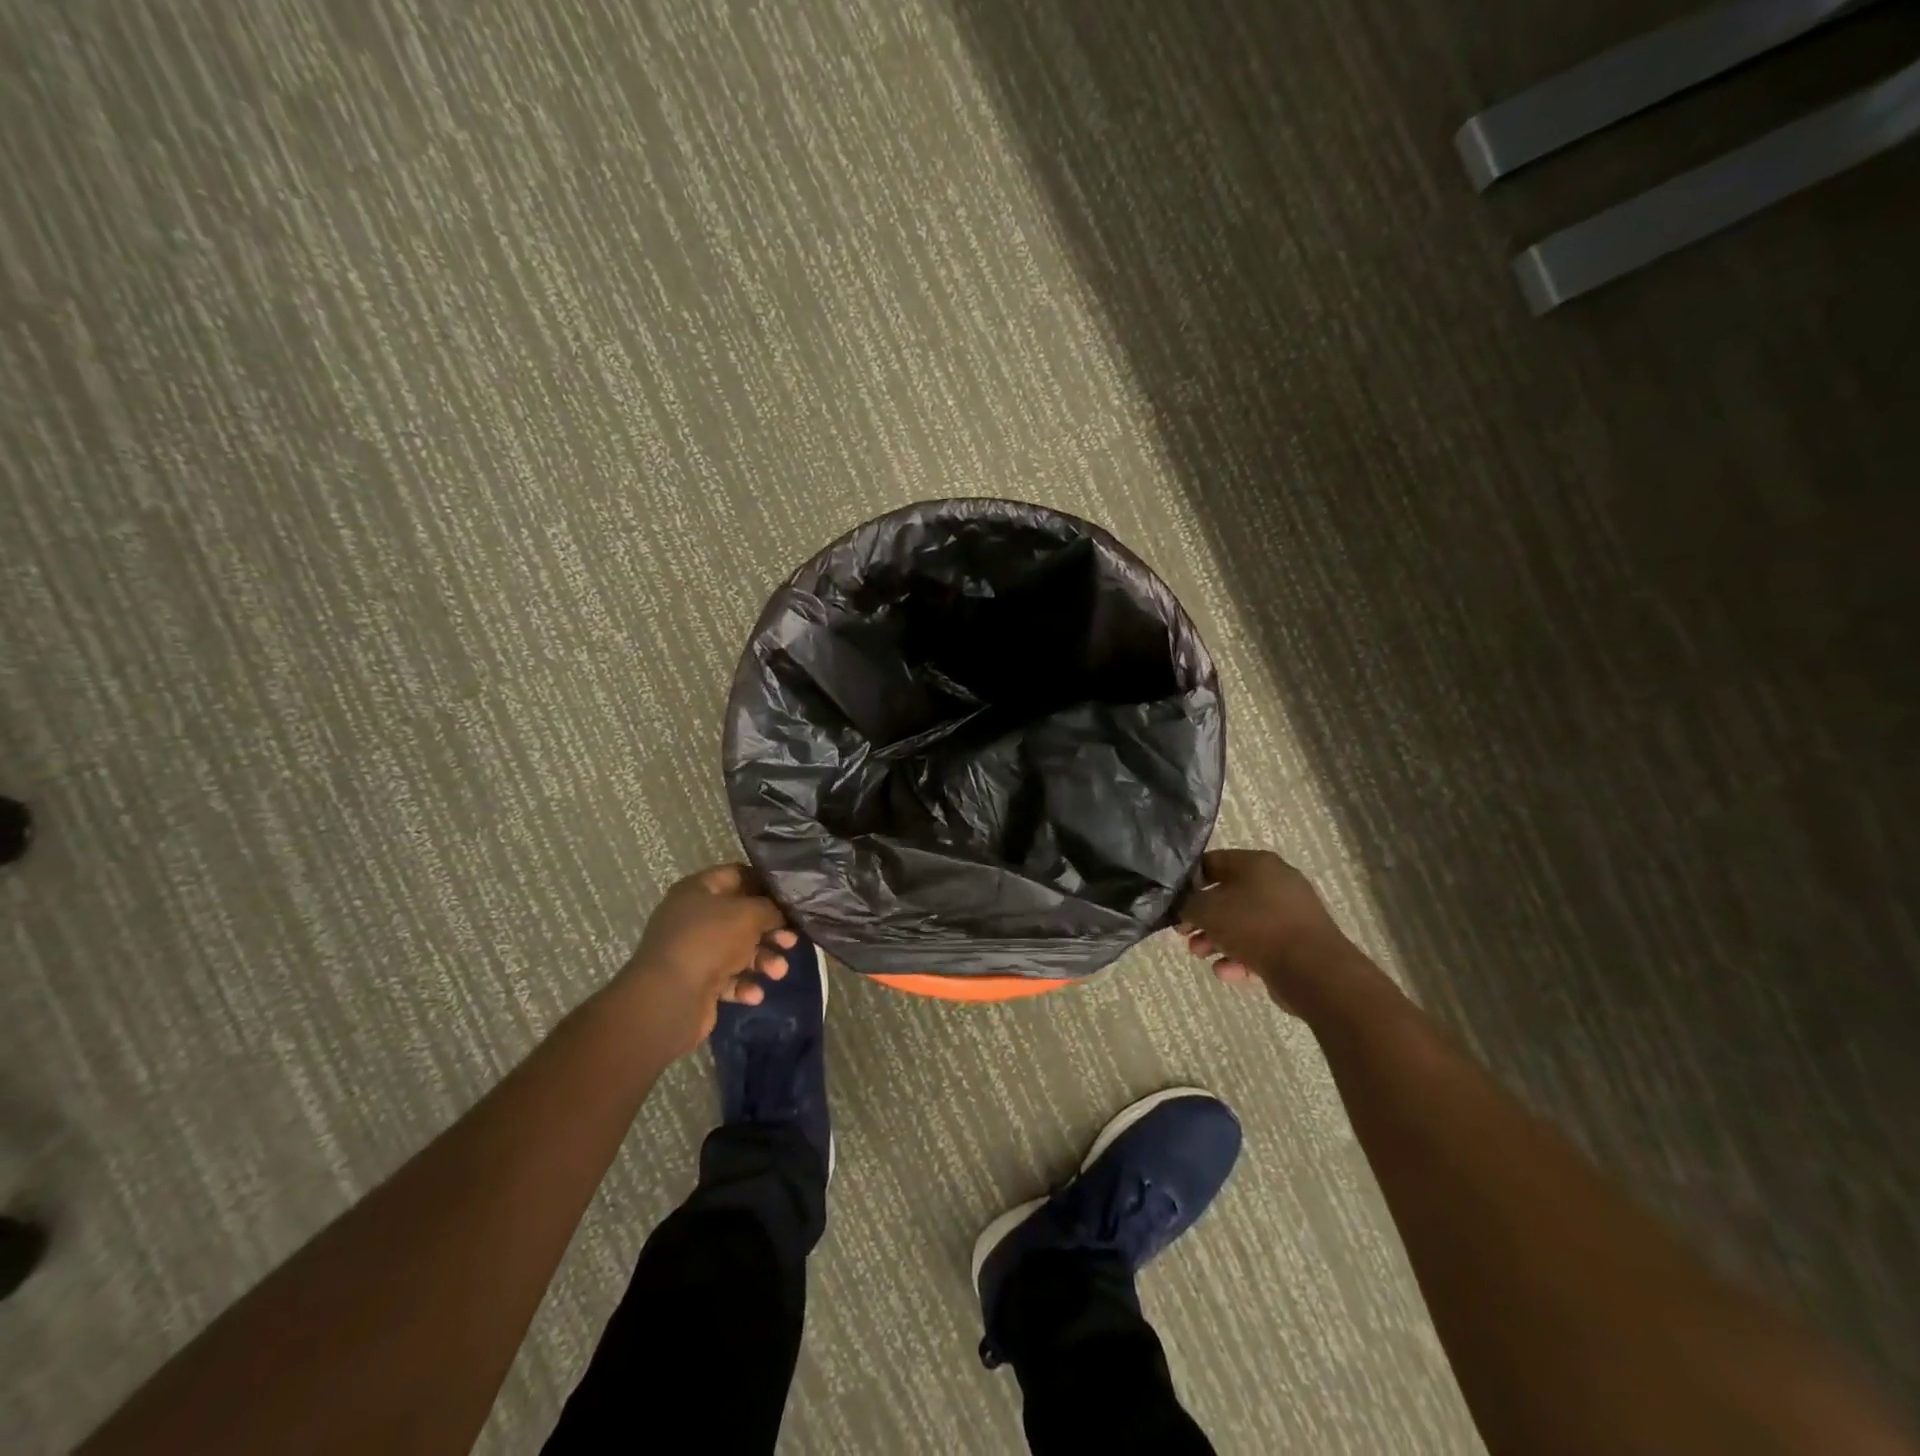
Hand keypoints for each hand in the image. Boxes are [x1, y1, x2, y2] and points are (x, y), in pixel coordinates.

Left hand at [621, 864, 797, 1047]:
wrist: (668, 999)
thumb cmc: (709, 941)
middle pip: (741, 916)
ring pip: (738, 950)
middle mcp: (693, 917)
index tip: (790, 898)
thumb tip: (782, 912)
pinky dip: (744, 984)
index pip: (738, 875)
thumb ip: (771, 908)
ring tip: (778, 972)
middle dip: (770, 930)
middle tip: (791, 940)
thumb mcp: (749, 914)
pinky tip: (754, 994)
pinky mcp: (696, 982)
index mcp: (698, 890)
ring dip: (763, 960)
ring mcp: (694, 950)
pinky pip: (728, 978)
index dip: (765, 884)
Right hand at [1175, 848, 1358, 1010]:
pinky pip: (1262, 945)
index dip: (1189, 881)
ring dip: (1217, 939)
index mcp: (1257, 863)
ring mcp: (1290, 914)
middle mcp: (1276, 882)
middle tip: (1184, 933)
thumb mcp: (1208, 910)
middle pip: (1228, 896)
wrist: (1313, 969)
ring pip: (1244, 923)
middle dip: (1203, 917)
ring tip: (1201, 955)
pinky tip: (1226, 972)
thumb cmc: (1255, 926)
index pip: (1213, 862)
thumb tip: (1184, 907)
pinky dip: (1241, 956)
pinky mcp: (1298, 943)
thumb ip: (1188, 904)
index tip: (1174, 901)